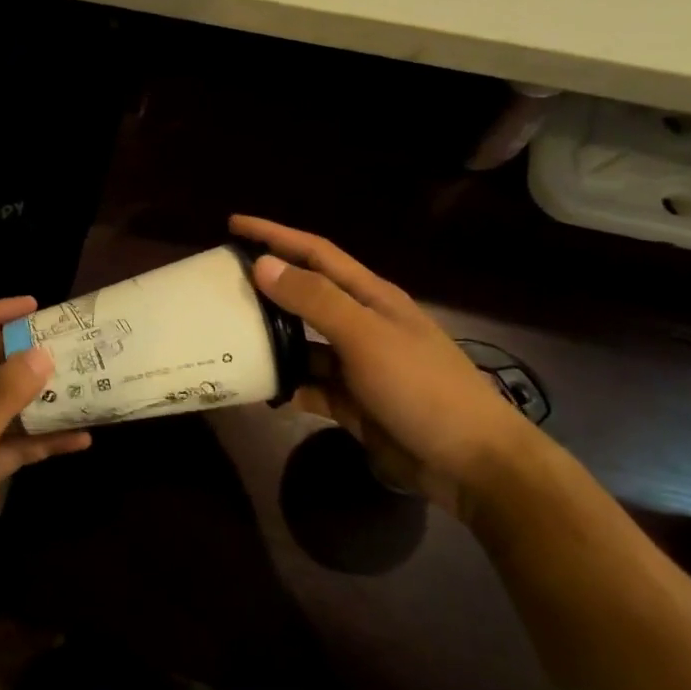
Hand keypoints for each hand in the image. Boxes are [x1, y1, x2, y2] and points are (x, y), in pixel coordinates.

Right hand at [231, 215, 543, 516]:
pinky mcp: (351, 402)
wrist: (471, 464)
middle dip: (265, 286)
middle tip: (219, 283)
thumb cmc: (421, 387)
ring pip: (301, 342)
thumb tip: (262, 264)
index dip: (275, 234)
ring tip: (225, 336)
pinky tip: (256, 388)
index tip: (233, 225)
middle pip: (304, 295)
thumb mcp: (366, 336)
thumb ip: (314, 300)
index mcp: (370, 297)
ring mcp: (356, 365)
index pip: (315, 253)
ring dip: (269, 339)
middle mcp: (360, 324)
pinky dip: (284, 385)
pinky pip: (307, 385)